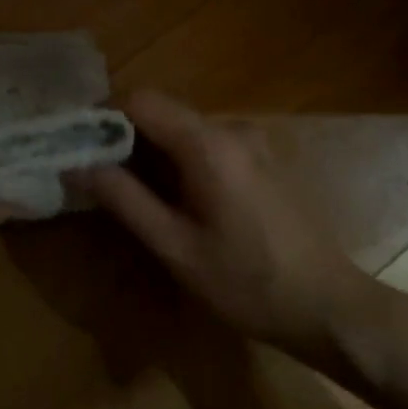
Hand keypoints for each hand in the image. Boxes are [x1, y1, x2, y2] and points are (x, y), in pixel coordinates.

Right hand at [83, 90, 381, 368]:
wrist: (331, 308)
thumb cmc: (248, 283)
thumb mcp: (176, 247)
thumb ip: (124, 199)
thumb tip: (76, 164)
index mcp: (208, 143)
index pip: (140, 99)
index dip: (104, 116)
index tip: (80, 146)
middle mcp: (231, 127)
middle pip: (162, 110)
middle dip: (125, 135)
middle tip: (99, 174)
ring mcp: (253, 139)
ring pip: (183, 126)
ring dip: (153, 148)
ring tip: (133, 191)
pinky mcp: (264, 156)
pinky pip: (208, 141)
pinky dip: (181, 157)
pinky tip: (178, 198)